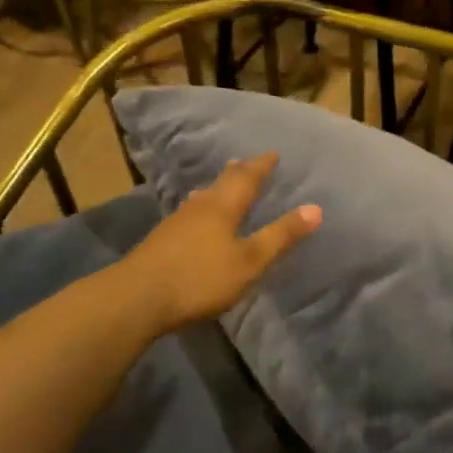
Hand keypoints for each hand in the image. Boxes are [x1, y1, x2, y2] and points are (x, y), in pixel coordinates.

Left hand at [124, 153, 320, 333]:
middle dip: (237, 174)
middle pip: (220, 184)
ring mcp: (176, 223)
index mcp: (222, 207)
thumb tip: (315, 208)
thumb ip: (280, 236)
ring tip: (221, 188)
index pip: (246, 178)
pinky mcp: (161, 242)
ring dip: (216, 191)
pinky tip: (196, 222)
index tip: (272, 154)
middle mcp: (199, 207)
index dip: (261, 166)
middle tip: (246, 163)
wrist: (137, 298)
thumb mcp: (249, 261)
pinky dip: (202, 210)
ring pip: (201, 199)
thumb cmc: (200, 277)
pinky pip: (189, 215)